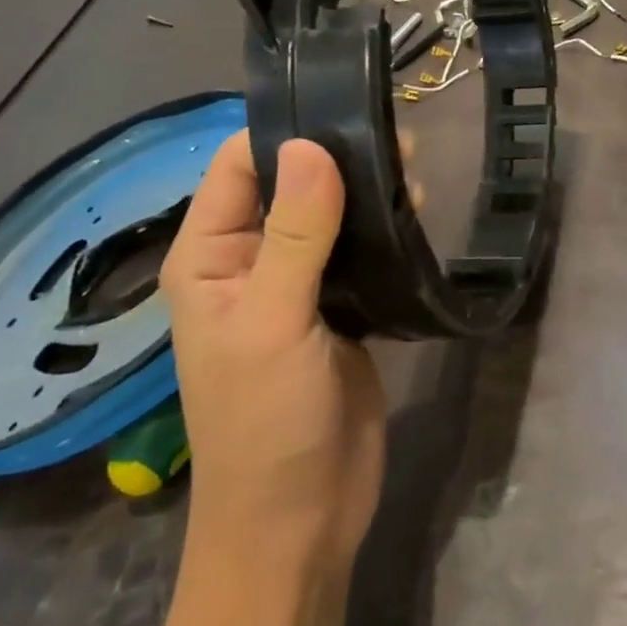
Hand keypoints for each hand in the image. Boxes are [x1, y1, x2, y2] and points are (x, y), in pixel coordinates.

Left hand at [160, 131, 383, 573]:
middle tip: (399, 140)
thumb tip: (311, 145)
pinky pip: (358, 251)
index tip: (344, 107)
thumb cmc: (266, 421)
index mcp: (210, 255)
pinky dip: (382, 228)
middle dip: (335, 157)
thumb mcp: (274, 321)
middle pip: (288, 183)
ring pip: (328, 214)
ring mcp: (297, 285)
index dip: (283, 132)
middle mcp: (248, 260)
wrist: (302, 518)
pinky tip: (416, 212)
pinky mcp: (339, 308)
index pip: (238, 166)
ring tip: (415, 169)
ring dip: (365, 191)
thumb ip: (294, 232)